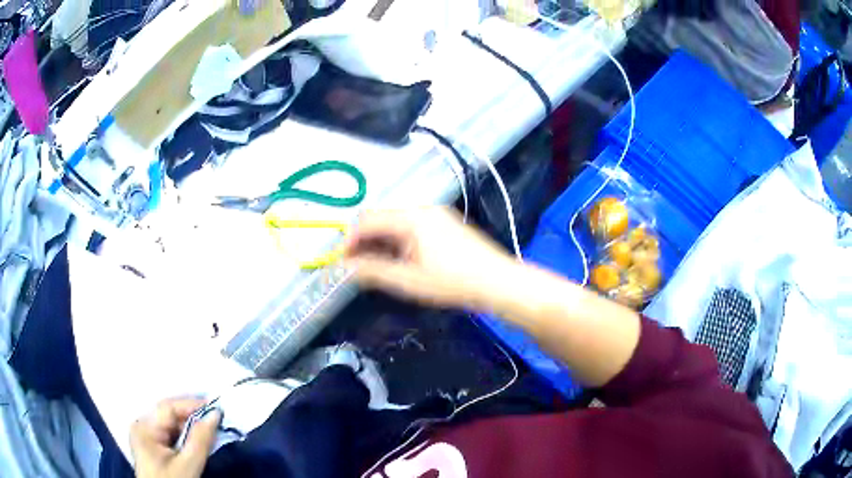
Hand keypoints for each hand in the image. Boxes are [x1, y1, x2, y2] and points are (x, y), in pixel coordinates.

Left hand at [130, 398, 220, 477]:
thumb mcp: (188, 465)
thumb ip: (201, 439)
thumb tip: (215, 414)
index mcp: (144, 427)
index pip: (168, 407)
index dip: (192, 405)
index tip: (217, 408)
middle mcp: (141, 425)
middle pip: (169, 415)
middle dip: (192, 417)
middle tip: (217, 421)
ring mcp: (144, 435)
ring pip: (171, 424)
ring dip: (190, 428)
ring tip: (209, 432)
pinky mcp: (151, 445)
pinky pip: (169, 433)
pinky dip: (184, 436)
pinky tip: (196, 441)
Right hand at [343, 207, 516, 309]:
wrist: (499, 281)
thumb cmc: (453, 282)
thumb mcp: (409, 280)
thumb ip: (373, 271)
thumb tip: (345, 267)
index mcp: (412, 217)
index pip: (368, 220)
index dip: (350, 240)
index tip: (341, 262)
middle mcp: (423, 209)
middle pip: (381, 218)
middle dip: (364, 241)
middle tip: (356, 267)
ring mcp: (436, 215)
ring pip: (396, 223)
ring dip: (380, 242)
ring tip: (375, 267)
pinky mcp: (445, 224)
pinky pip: (411, 227)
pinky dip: (398, 242)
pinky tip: (399, 261)